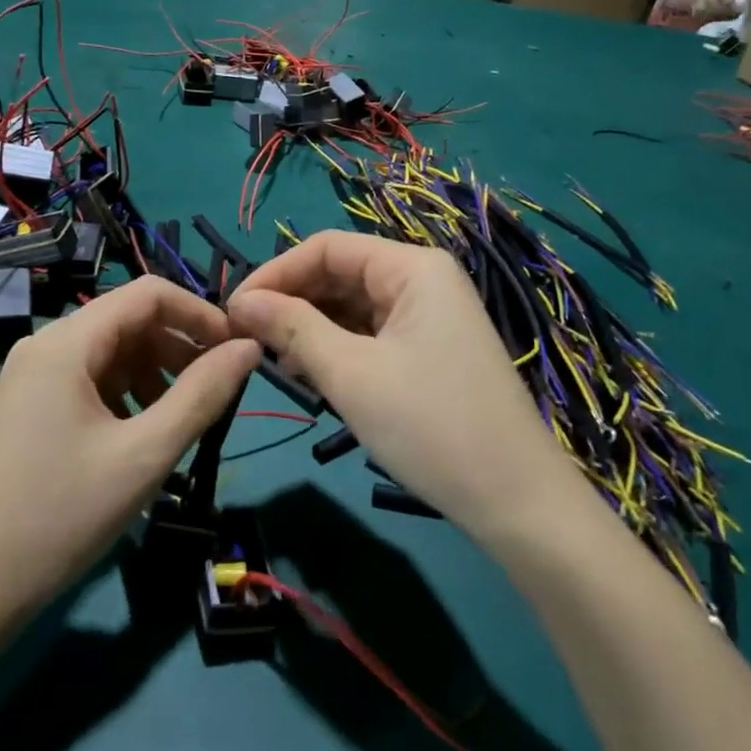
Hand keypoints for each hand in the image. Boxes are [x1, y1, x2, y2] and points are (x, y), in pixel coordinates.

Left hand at [0, 277, 260, 636]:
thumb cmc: (59, 515)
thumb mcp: (144, 455)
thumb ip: (202, 396)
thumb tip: (249, 348)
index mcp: (67, 342)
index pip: (148, 294)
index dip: (199, 313)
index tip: (236, 351)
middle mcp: (47, 345)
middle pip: (129, 322)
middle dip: (179, 348)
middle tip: (217, 393)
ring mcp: (33, 377)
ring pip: (112, 353)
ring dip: (156, 375)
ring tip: (181, 422)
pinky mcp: (30, 407)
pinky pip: (91, 381)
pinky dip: (127, 396)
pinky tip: (140, 438)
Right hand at [227, 232, 578, 547]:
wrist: (517, 502)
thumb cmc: (431, 426)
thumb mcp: (351, 374)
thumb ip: (293, 329)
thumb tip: (241, 301)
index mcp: (413, 266)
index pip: (327, 248)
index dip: (275, 273)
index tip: (233, 309)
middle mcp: (423, 279)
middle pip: (340, 274)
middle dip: (291, 301)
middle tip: (245, 338)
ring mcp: (430, 316)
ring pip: (353, 306)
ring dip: (310, 327)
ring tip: (270, 359)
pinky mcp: (430, 350)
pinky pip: (371, 334)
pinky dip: (336, 347)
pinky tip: (308, 372)